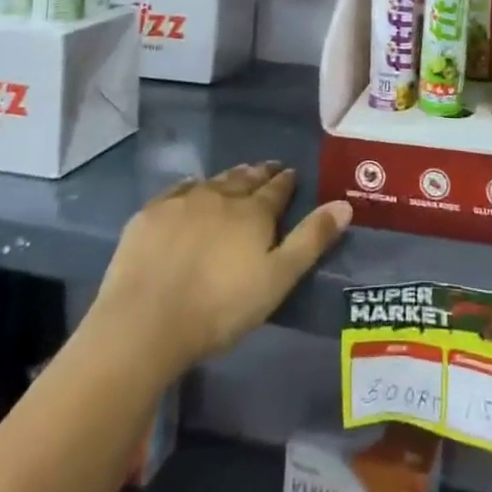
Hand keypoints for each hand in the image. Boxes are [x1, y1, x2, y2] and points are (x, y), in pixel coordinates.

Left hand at [91, 162, 350, 372]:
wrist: (145, 321)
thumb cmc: (220, 308)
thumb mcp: (277, 279)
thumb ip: (311, 240)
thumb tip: (345, 204)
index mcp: (253, 211)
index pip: (277, 188)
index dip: (286, 181)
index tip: (291, 174)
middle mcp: (221, 195)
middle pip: (245, 178)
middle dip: (259, 173)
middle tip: (268, 169)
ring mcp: (182, 201)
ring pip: (213, 180)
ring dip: (229, 178)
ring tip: (237, 177)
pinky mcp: (151, 214)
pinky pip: (178, 190)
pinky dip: (192, 187)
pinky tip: (191, 190)